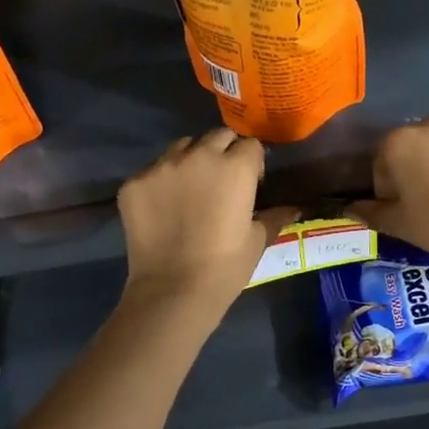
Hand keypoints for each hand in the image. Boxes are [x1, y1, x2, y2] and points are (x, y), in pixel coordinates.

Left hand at [118, 130, 297, 318]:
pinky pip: (153, 170)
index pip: (250, 145)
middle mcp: (199, 156)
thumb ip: (274, 216)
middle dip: (224, 152)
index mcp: (235, 167)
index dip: (252, 163)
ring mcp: (162, 166)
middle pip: (217, 137)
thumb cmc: (225, 267)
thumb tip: (294, 208)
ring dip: (191, 159)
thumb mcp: (257, 240)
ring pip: (182, 147)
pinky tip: (163, 207)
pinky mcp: (135, 182)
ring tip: (190, 189)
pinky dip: (161, 181)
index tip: (250, 183)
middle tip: (222, 182)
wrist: (172, 291)